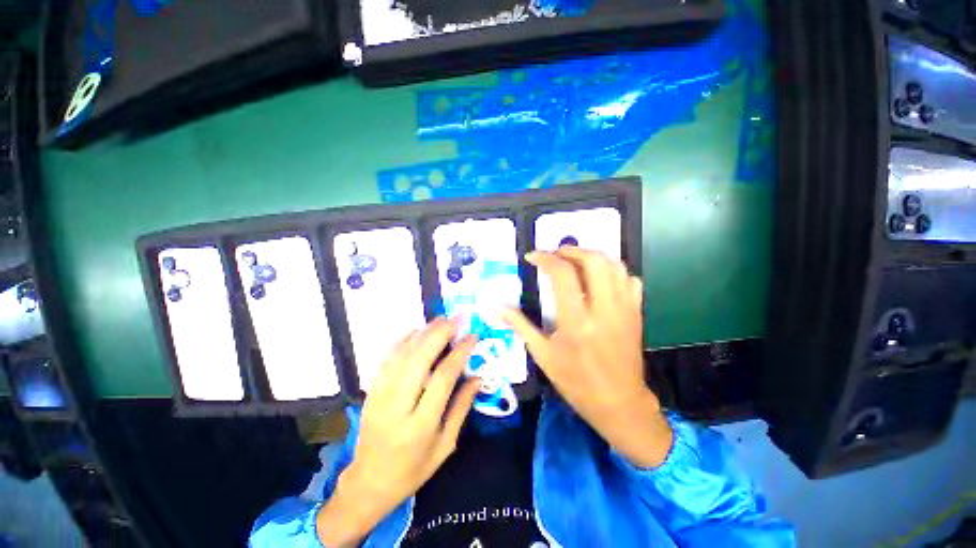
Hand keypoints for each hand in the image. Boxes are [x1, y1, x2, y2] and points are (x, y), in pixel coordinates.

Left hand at [317, 318, 480, 546]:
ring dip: (422, 333)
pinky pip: (386, 359)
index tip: (472, 337)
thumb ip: (461, 408)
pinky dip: (401, 341)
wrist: (369, 482)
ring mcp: (379, 398)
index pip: (443, 378)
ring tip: (440, 320)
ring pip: (401, 356)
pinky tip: (415, 330)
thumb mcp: (445, 445)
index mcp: (420, 426)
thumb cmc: (413, 469)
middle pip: (419, 360)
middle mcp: (398, 407)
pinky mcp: (370, 392)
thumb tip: (477, 377)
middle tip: (455, 319)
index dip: (459, 353)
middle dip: (439, 334)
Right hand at [503, 248, 672, 468]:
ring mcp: (625, 309)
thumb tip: (497, 307)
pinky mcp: (636, 313)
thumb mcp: (543, 355)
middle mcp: (604, 310)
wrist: (619, 402)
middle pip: (594, 261)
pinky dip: (613, 271)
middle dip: (572, 250)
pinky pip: (630, 280)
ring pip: (615, 266)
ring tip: (575, 262)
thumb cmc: (576, 381)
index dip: (546, 259)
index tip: (533, 257)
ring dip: (592, 257)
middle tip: (556, 254)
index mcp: (576, 322)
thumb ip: (520, 326)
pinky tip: (599, 279)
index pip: (563, 275)